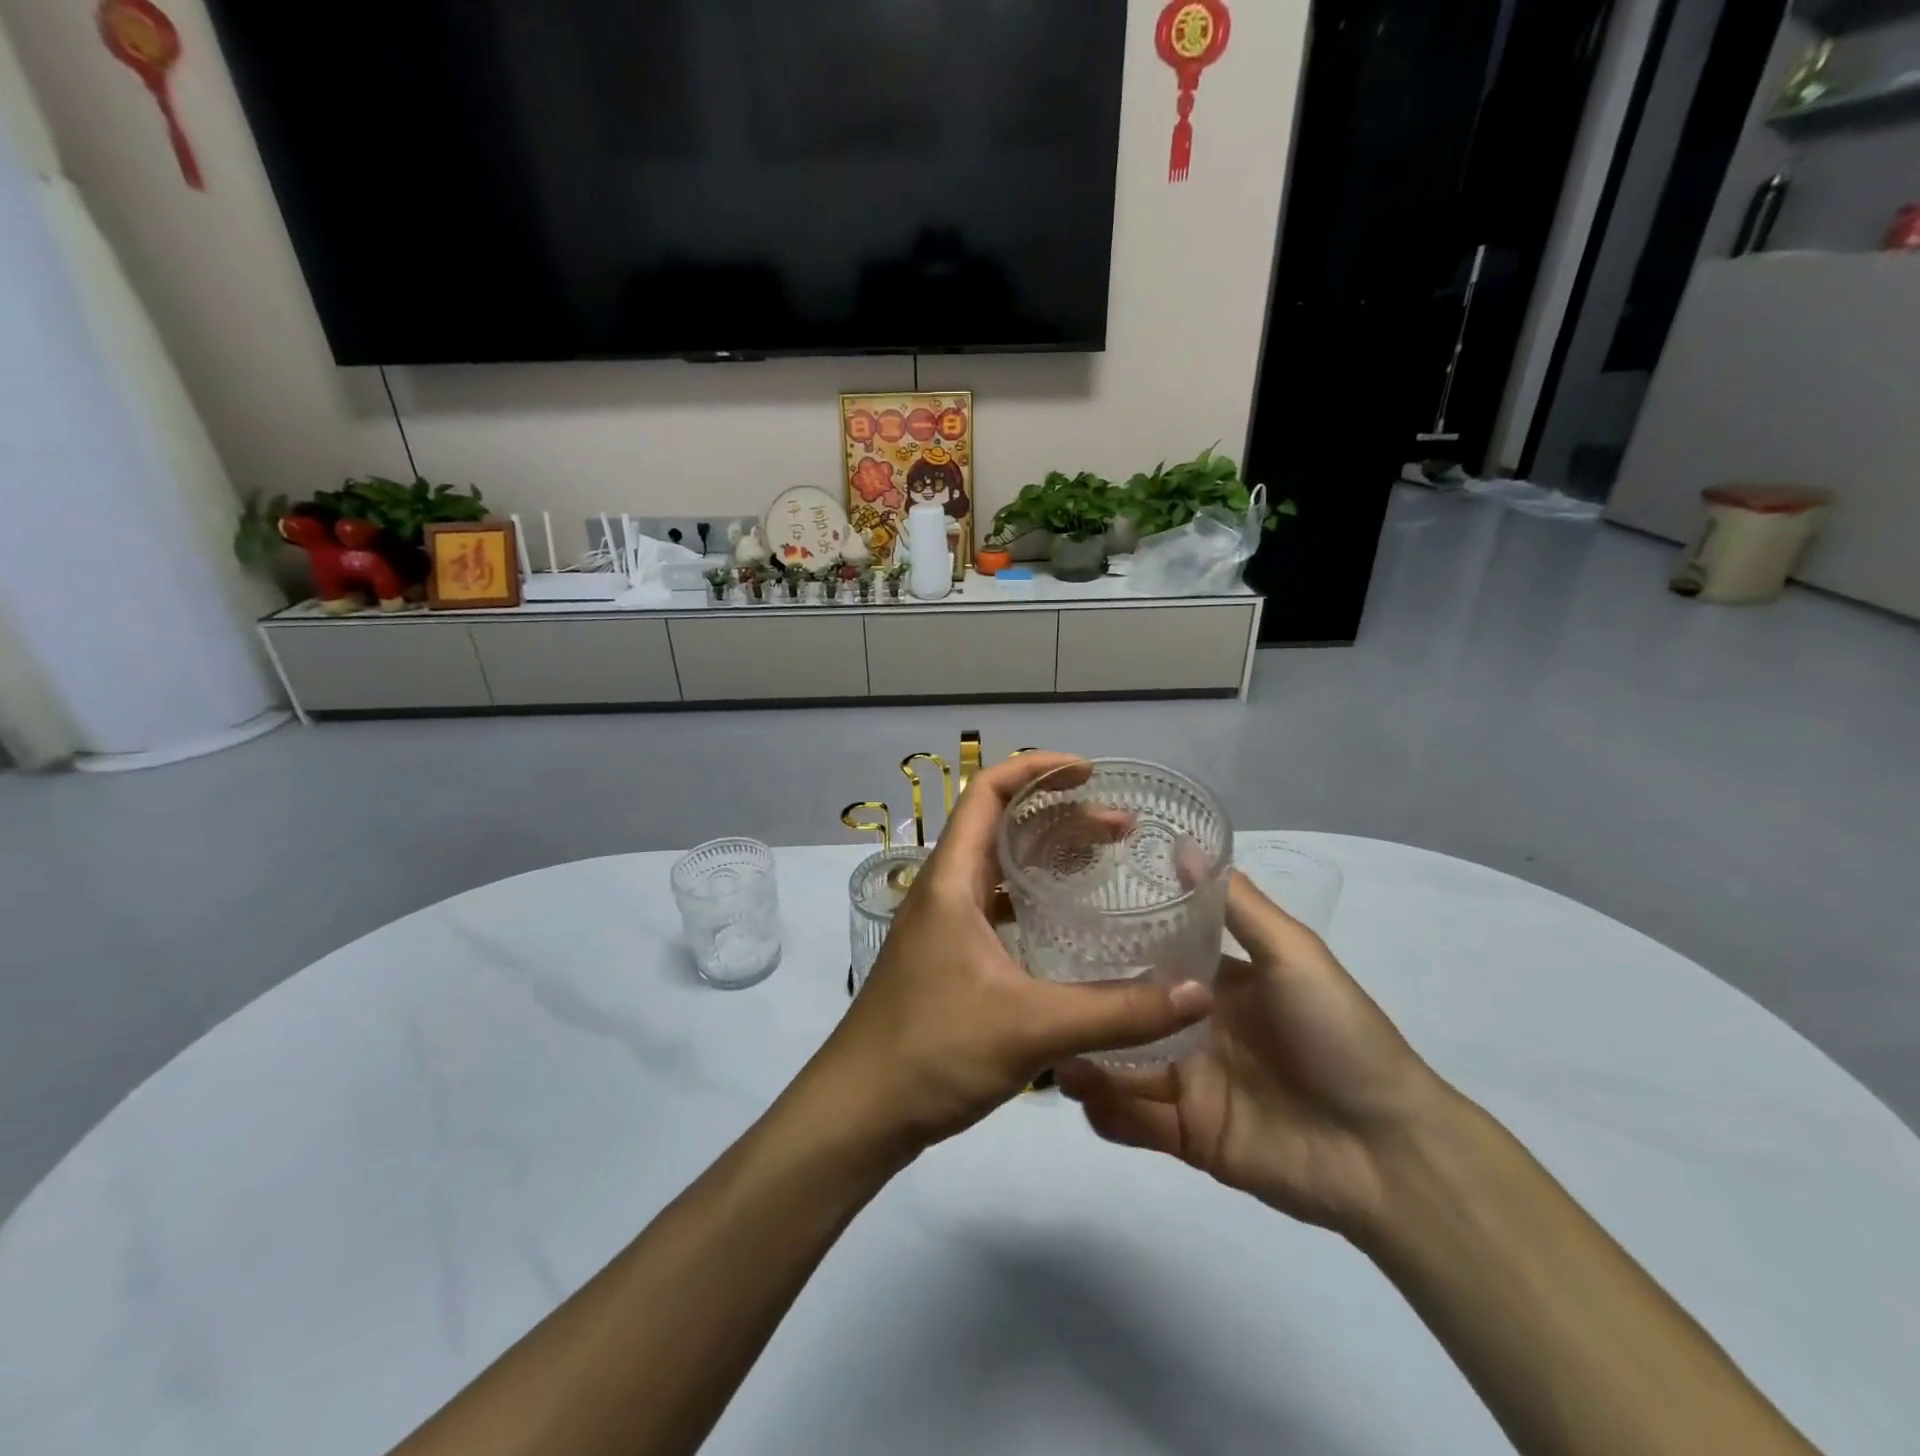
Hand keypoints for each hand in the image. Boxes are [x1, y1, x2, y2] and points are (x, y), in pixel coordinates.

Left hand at [813, 753, 1212, 1155]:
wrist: (859, 1111)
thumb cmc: (933, 1050)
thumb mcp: (1031, 1027)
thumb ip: (1116, 1011)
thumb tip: (1196, 995)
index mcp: (951, 880)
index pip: (987, 791)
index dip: (1036, 768)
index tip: (1089, 772)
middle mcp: (943, 890)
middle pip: (1000, 825)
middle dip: (1059, 815)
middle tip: (1120, 828)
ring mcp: (943, 924)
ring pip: (999, 867)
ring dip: (1047, 856)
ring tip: (1103, 863)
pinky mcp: (948, 957)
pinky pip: (996, 906)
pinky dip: (1032, 898)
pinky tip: (1066, 923)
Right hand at [1057, 873, 1446, 1236]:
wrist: (1387, 1152)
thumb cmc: (1339, 1036)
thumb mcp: (1292, 955)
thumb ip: (1236, 905)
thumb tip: (1183, 844)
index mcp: (1216, 984)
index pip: (1151, 956)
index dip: (1110, 942)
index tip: (1060, 924)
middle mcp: (1194, 1028)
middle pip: (1127, 1012)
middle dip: (1086, 1005)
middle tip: (1041, 994)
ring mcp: (1188, 1083)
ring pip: (1120, 1064)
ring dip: (1085, 1058)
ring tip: (1053, 1050)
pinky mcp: (1187, 1135)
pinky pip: (1133, 1120)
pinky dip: (1104, 1110)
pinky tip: (1083, 1093)